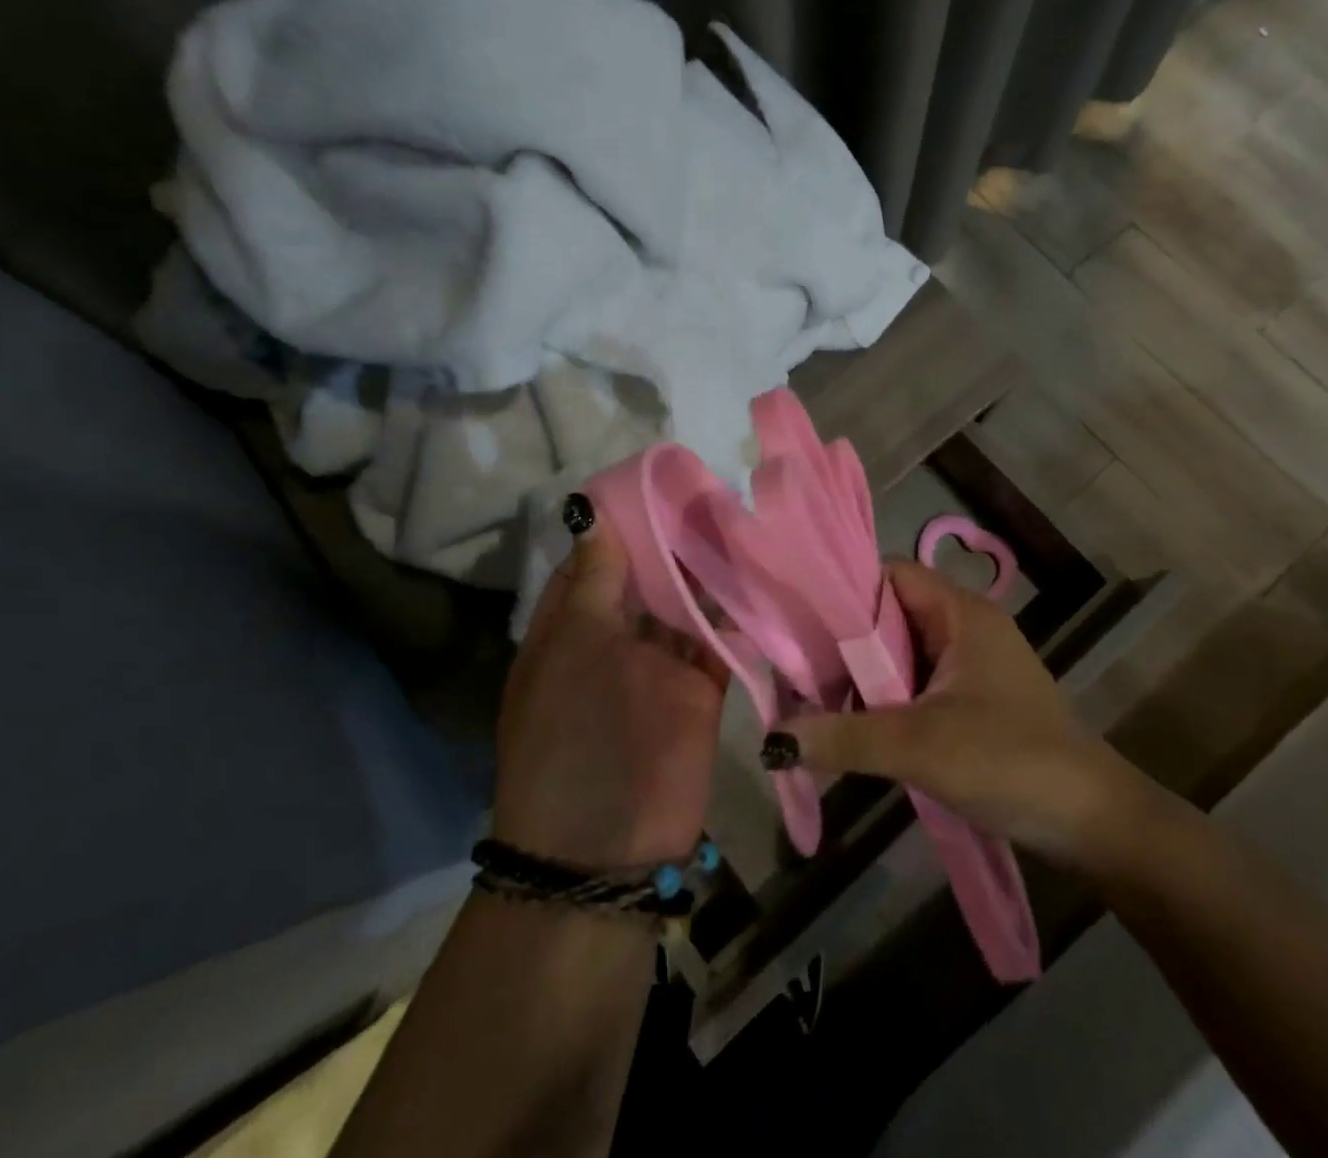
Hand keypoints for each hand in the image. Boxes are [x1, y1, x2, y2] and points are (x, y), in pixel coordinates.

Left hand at [491, 495, 728, 870]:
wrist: (603, 848)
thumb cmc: (570, 736)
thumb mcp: (573, 649)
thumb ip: (596, 581)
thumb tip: (591, 512)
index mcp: (569, 625)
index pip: (596, 558)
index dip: (622, 520)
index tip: (658, 478)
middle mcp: (613, 637)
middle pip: (645, 577)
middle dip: (673, 539)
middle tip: (713, 484)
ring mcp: (658, 663)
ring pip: (685, 603)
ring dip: (706, 568)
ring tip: (741, 513)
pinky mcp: (700, 688)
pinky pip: (718, 638)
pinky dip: (734, 608)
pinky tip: (758, 567)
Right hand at [774, 561, 1176, 879]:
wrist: (1094, 824)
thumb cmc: (1010, 761)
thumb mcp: (918, 746)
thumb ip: (843, 737)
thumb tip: (772, 740)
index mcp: (961, 612)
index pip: (888, 574)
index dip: (843, 591)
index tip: (799, 624)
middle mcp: (964, 626)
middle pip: (888, 614)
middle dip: (845, 643)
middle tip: (798, 672)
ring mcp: (970, 664)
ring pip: (899, 653)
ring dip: (863, 678)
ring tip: (816, 702)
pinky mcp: (971, 699)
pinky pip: (914, 683)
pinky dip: (884, 700)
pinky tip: (855, 726)